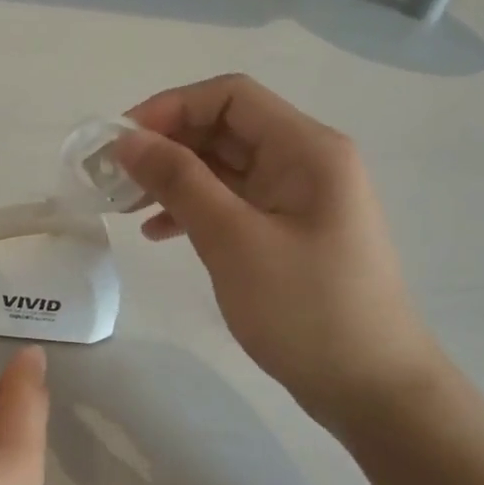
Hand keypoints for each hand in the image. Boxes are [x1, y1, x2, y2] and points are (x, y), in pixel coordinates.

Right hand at [116, 74, 440, 431]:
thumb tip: (127, 140)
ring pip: (224, 168)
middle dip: (166, 145)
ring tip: (125, 206)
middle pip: (225, 129)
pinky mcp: (288, 233)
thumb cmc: (305, 309)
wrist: (371, 388)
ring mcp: (298, 200)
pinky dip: (193, 210)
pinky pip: (233, 203)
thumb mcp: (233, 240)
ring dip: (174, 178)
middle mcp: (306, 162)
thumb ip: (179, 181)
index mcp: (306, 149)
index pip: (230, 96)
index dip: (170, 108)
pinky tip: (158, 234)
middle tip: (113, 178)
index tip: (121, 143)